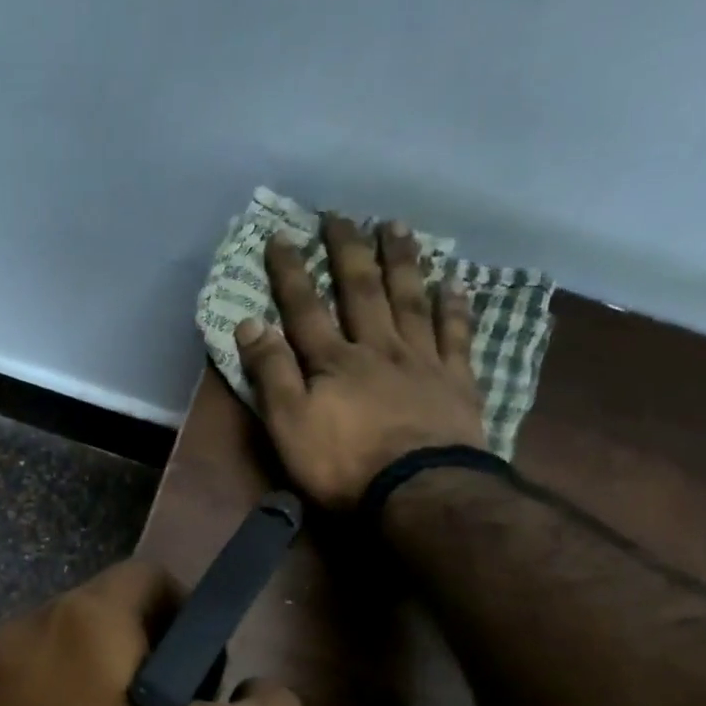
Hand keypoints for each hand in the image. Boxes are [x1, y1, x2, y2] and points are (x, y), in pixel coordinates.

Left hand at [0, 561, 304, 705]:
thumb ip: (272, 703)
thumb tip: (249, 690)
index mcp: (74, 624)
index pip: (148, 581)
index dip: (192, 624)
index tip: (206, 691)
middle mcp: (12, 639)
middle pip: (103, 623)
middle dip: (148, 665)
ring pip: (66, 669)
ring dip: (106, 701)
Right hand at [234, 214, 487, 509]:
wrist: (418, 490)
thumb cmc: (343, 464)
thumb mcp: (288, 425)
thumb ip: (271, 373)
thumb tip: (249, 323)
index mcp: (333, 361)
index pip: (305, 308)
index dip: (290, 272)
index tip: (281, 235)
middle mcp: (378, 348)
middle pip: (361, 291)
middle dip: (347, 251)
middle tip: (341, 215)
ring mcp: (422, 361)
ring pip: (410, 300)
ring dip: (401, 262)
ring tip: (395, 227)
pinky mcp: (456, 381)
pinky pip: (456, 334)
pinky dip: (454, 306)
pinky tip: (454, 281)